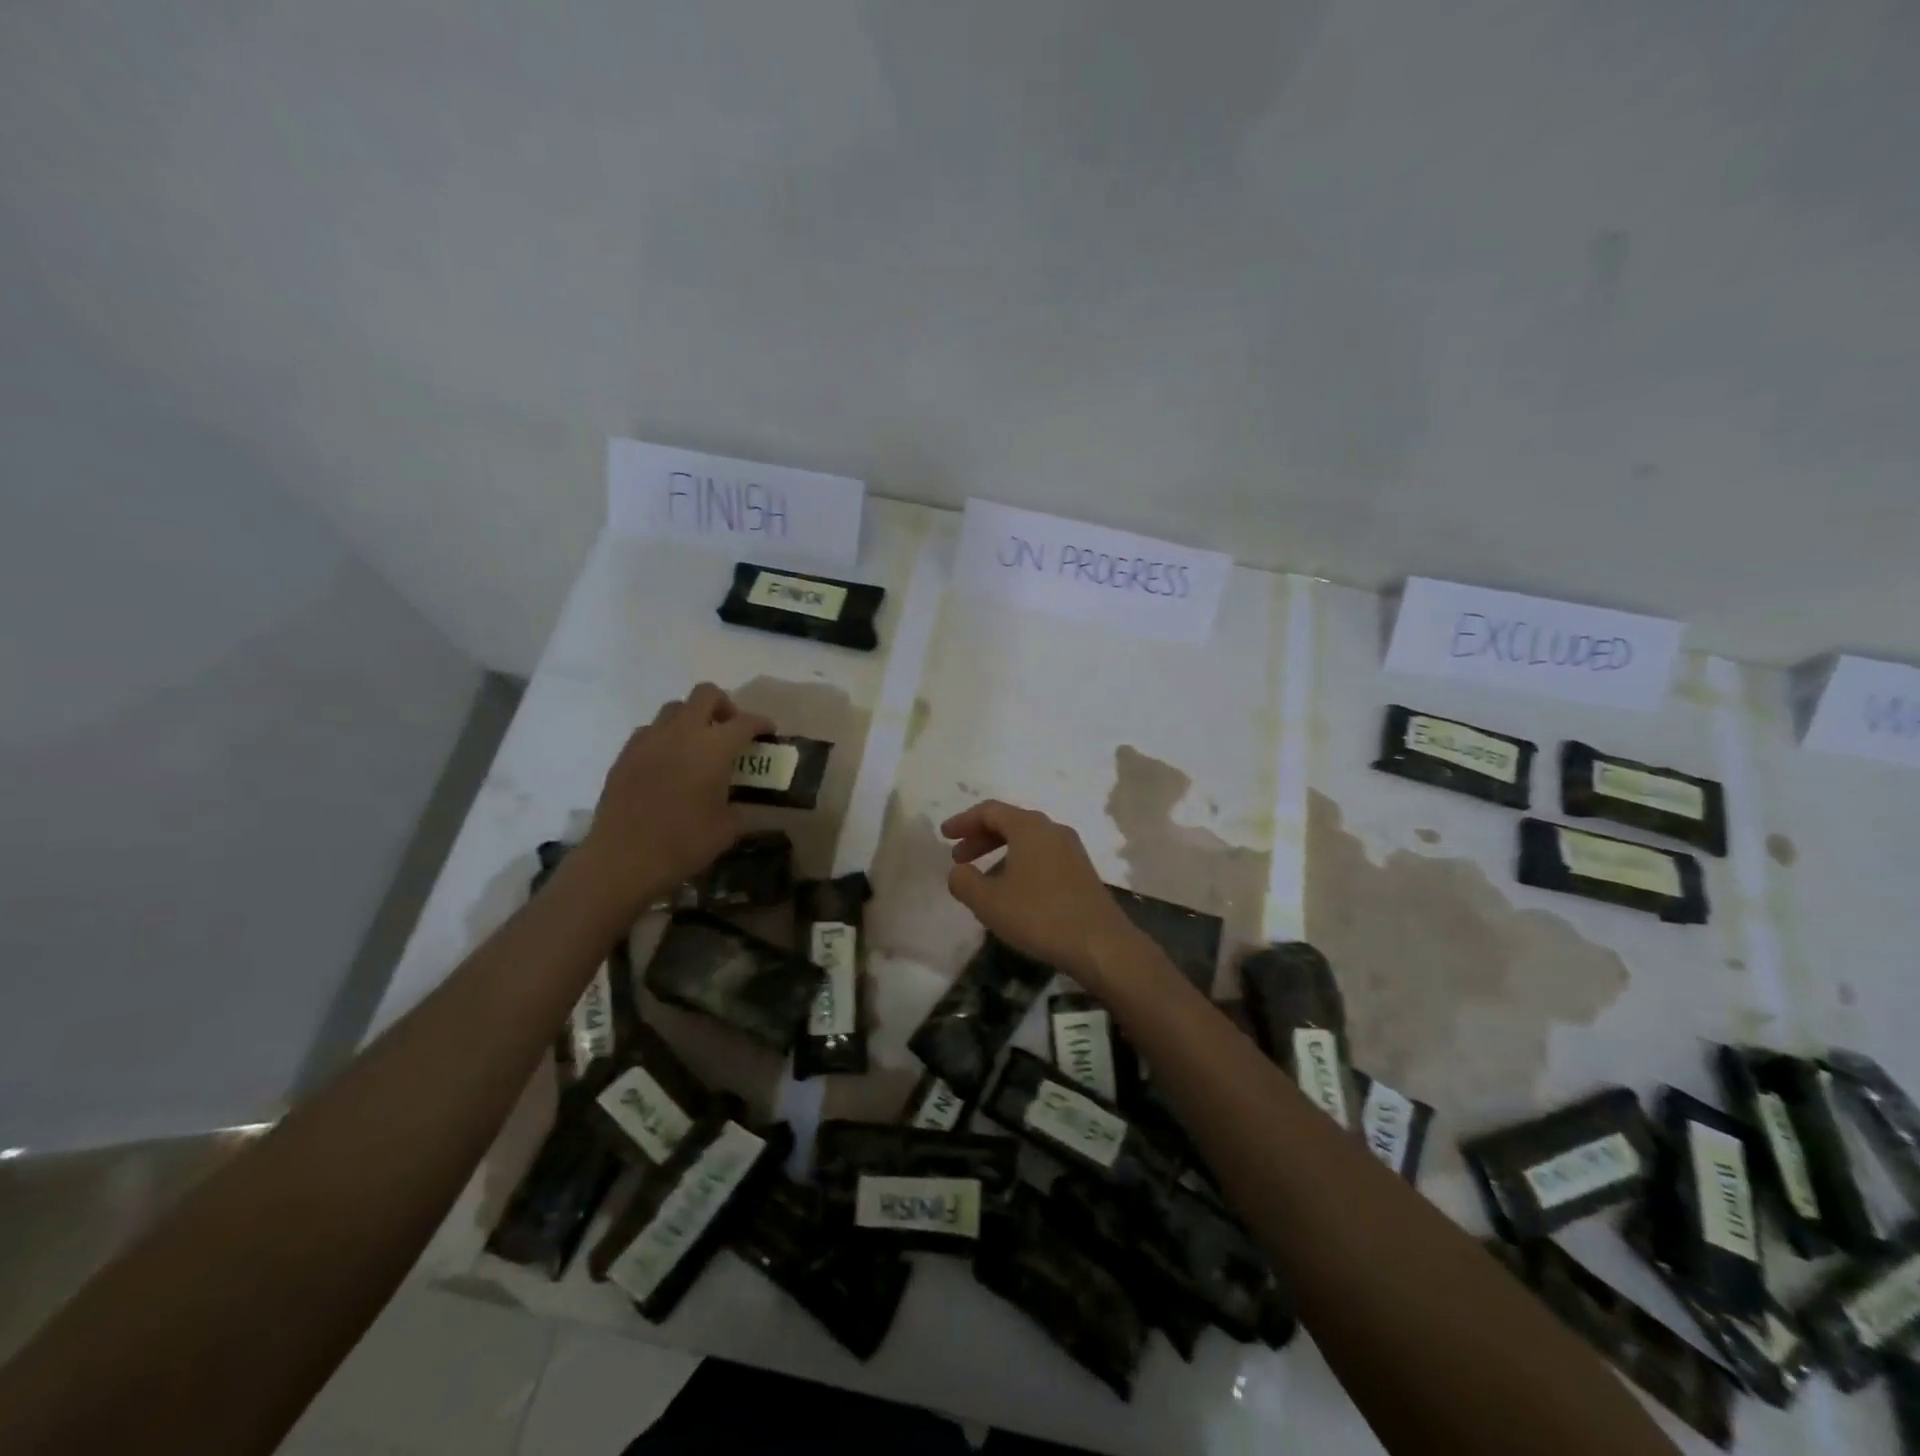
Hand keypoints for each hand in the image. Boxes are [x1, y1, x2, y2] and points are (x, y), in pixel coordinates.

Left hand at [578, 683, 772, 907]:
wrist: (623, 859)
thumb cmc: (684, 843)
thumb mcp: (727, 829)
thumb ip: (737, 807)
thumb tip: (737, 804)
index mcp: (714, 747)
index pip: (745, 722)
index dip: (761, 724)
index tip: (768, 732)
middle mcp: (682, 732)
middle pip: (706, 695)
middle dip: (724, 706)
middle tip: (730, 730)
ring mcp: (649, 740)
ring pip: (675, 709)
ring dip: (692, 719)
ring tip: (697, 746)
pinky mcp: (625, 754)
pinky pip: (650, 731)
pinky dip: (665, 738)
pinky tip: (668, 764)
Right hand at [941, 799, 1150, 987]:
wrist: (1100, 944)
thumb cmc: (1039, 916)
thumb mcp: (989, 902)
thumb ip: (964, 881)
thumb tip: (957, 871)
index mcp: (1029, 827)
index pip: (989, 811)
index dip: (963, 821)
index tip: (944, 835)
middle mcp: (1052, 830)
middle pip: (1010, 822)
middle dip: (980, 837)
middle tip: (959, 858)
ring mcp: (1071, 850)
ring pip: (1027, 841)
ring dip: (1000, 853)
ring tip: (981, 878)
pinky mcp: (1081, 871)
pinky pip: (1042, 856)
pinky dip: (1019, 864)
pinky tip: (1012, 891)